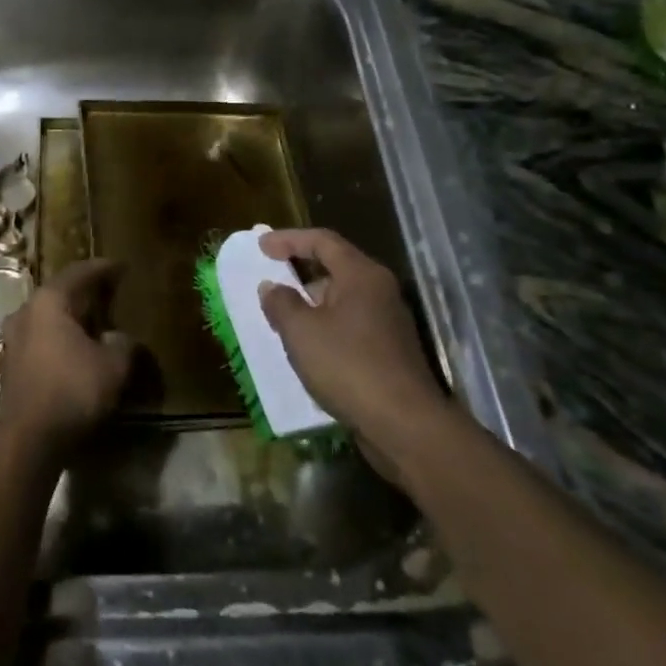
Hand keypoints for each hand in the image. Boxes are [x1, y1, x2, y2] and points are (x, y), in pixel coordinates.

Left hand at [0, 258, 132, 454]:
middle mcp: (26, 311)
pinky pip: (41, 337)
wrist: (27, 439)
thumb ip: (123, 345)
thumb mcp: (113, 367)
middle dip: (85, 292)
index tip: (121, 266)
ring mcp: (14, 338)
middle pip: (60, 292)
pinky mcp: (11, 363)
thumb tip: (121, 338)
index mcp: (50, 301)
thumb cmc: (72, 390)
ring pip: (48, 316)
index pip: (80, 273)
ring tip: (95, 320)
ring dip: (71, 316)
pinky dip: (60, 337)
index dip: (103, 268)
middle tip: (110, 291)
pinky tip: (76, 348)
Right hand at [257, 229, 446, 454]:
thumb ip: (281, 303)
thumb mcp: (301, 331)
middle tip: (271, 278)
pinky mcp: (390, 351)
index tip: (261, 246)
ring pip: (342, 299)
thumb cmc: (348, 366)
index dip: (289, 239)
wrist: (405, 426)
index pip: (322, 241)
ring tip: (282, 317)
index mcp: (361, 275)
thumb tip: (271, 287)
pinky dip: (325, 326)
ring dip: (311, 303)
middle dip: (300, 271)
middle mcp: (380, 291)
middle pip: (335, 267)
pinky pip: (350, 325)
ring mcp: (388, 322)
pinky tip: (307, 347)